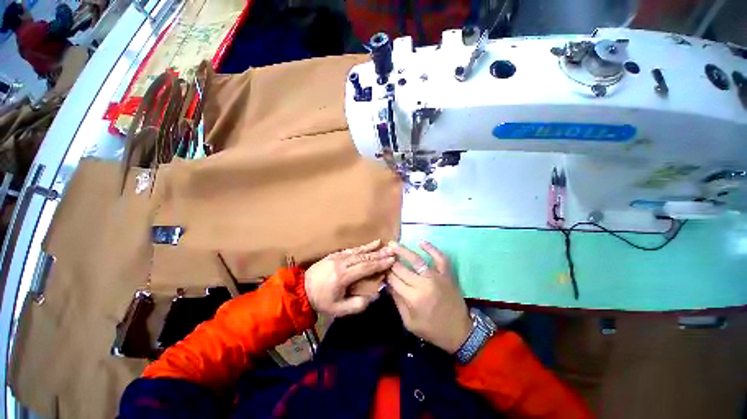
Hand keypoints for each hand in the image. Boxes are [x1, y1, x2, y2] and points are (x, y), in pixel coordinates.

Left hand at [305, 240, 394, 317]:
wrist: (301, 290)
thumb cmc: (321, 301)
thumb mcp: (338, 309)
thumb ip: (357, 304)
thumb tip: (374, 296)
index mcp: (342, 276)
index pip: (365, 268)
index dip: (379, 264)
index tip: (392, 260)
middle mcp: (341, 263)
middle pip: (363, 257)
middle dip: (379, 254)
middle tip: (392, 250)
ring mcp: (337, 257)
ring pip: (358, 251)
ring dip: (371, 248)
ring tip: (382, 244)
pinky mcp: (334, 255)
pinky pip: (350, 250)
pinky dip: (361, 247)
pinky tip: (368, 245)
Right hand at [386, 241, 471, 353]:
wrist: (459, 332)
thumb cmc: (432, 330)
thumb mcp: (409, 322)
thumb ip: (397, 301)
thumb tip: (387, 284)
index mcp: (413, 298)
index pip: (393, 279)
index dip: (385, 272)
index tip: (380, 267)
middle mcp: (423, 284)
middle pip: (402, 268)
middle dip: (391, 261)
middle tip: (384, 254)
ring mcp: (436, 277)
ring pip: (417, 260)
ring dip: (404, 251)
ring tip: (394, 244)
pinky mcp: (447, 274)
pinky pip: (440, 258)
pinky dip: (431, 249)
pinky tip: (421, 242)